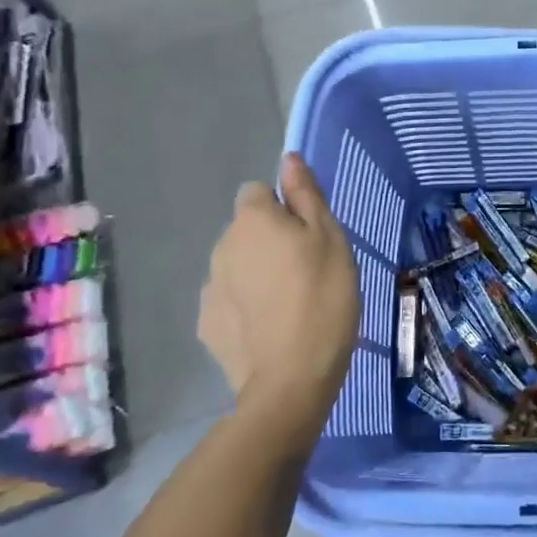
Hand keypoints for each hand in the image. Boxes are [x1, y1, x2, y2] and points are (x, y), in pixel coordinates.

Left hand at [198, 153, 359, 442]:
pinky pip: (229, 299)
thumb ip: (306, 195)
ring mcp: (209, 286)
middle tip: (306, 269)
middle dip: (269, 240)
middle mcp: (222, 245)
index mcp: (253, 220)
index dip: (284, 209)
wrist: (292, 377)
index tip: (308, 235)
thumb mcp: (330, 239)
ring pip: (236, 264)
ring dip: (256, 272)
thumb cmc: (323, 297)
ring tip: (289, 303)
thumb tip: (289, 159)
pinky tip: (269, 327)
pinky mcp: (206, 322)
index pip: (258, 192)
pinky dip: (245, 305)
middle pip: (247, 229)